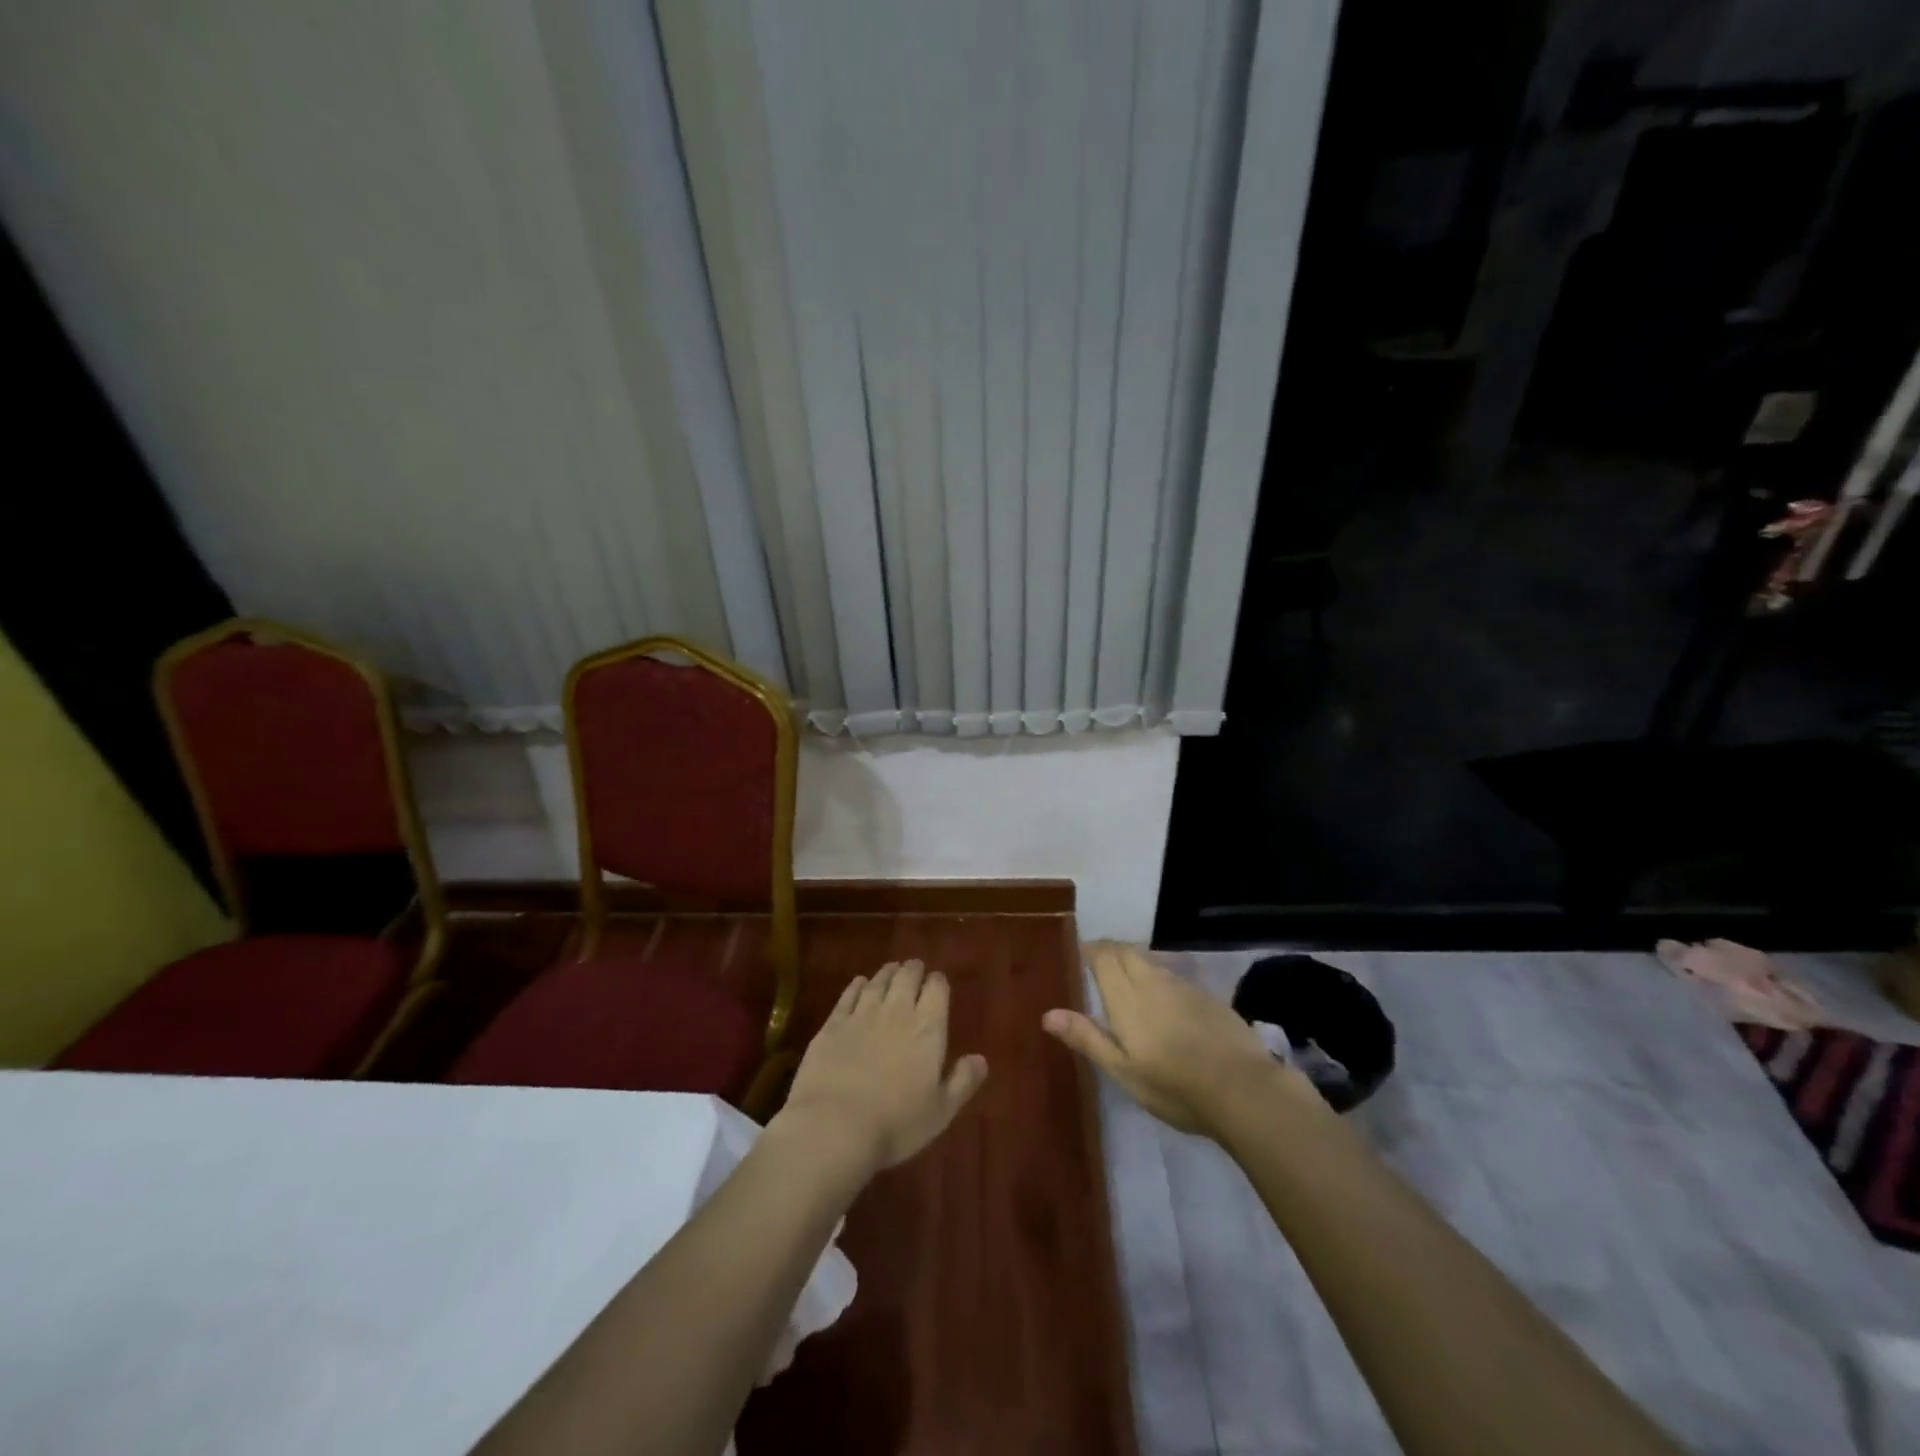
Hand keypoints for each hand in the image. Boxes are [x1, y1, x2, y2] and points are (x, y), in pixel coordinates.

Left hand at [776, 960, 988, 1174]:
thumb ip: (962, 1082)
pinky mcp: (832, 1024)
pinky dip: (856, 986)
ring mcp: (861, 1015)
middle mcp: (896, 1012)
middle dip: (913, 970)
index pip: (937, 989)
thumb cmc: (896, 1124)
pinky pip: (848, 996)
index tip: (937, 981)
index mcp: (928, 1029)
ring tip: (891, 969)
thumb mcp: (941, 1111)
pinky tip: (859, 983)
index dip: (938, 982)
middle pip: (907, 978)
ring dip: (887, 973)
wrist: (834, 1126)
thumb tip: (981, 1059)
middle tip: (914, 968)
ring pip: (878, 982)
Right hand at [1044, 941, 1306, 1136]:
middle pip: (1127, 951)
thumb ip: (1087, 1038)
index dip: (1091, 949)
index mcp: (1126, 996)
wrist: (1242, 1088)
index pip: (1103, 955)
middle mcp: (1152, 980)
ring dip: (1134, 961)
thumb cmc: (1173, 1085)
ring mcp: (1183, 986)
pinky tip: (1162, 999)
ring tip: (1126, 978)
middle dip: (1110, 950)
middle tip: (1098, 963)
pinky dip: (1158, 975)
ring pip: (1151, 961)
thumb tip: (1047, 1014)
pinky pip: (1172, 974)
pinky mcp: (1207, 996)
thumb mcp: (1123, 1070)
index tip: (1080, 954)